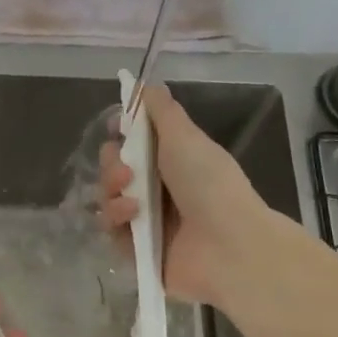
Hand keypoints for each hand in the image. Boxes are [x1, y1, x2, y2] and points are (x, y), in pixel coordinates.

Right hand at [98, 82, 272, 310]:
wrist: (228, 244)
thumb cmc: (209, 183)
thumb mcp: (185, 136)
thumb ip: (161, 110)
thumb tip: (145, 84)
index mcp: (174, 161)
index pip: (136, 144)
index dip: (122, 135)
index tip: (117, 128)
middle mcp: (159, 190)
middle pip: (115, 171)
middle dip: (112, 165)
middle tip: (126, 170)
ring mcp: (148, 222)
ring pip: (109, 200)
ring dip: (112, 193)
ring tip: (130, 198)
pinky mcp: (138, 252)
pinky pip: (111, 232)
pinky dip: (117, 221)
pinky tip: (132, 218)